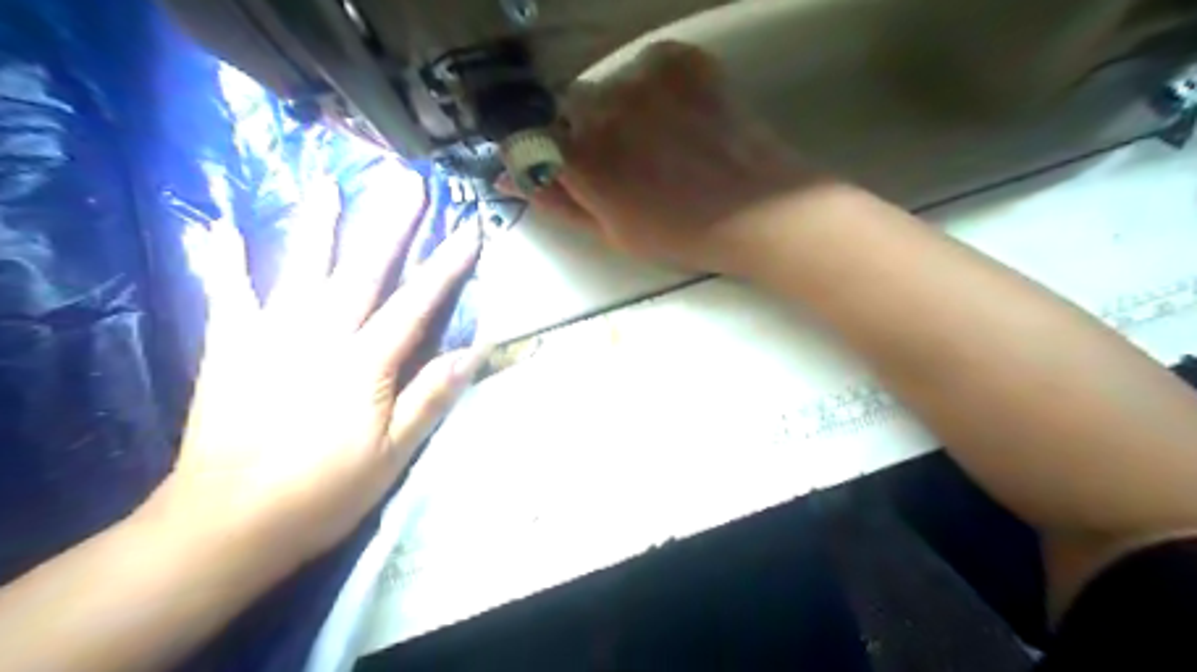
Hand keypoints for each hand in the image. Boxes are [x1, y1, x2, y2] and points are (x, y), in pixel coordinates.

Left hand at [137, 165, 480, 568]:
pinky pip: (227, 295)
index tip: (468, 229)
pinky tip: (217, 227)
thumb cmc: (321, 493)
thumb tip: (473, 352)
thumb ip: (430, 397)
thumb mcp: (393, 455)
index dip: (446, 265)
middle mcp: (319, 336)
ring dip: (316, 223)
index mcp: (364, 363)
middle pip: (362, 269)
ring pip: (299, 267)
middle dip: (390, 223)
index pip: (416, 303)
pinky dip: (223, 260)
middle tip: (407, 181)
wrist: (224, 524)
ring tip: (327, 181)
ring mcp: (269, 336)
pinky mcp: (231, 348)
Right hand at [515, 38, 839, 274]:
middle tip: (628, 161)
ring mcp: (644, 78)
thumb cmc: (681, 234)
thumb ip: (557, 202)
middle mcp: (603, 108)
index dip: (553, 153)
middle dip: (588, 131)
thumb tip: (508, 179)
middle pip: (572, 106)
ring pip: (610, 84)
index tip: (572, 167)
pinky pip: (648, 65)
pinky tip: (679, 117)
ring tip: (660, 140)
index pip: (534, 137)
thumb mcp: (611, 232)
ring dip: (622, 108)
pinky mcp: (680, 60)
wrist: (756, 210)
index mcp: (582, 159)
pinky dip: (655, 87)